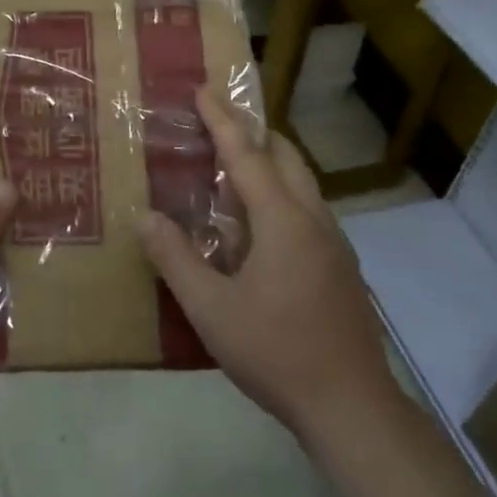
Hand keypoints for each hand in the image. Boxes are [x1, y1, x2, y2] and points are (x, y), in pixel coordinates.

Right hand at [142, 86, 398, 443]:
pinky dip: (282, 195)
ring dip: (270, 164)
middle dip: (253, 133)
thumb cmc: (276, 352)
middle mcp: (314, 220)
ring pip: (303, 184)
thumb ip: (175, 258)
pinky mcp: (342, 267)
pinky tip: (260, 227)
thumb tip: (144, 216)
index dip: (222, 121)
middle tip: (219, 123)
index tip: (204, 89)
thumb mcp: (211, 309)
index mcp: (283, 221)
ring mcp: (335, 244)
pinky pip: (308, 211)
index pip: (247, 155)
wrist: (351, 406)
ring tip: (234, 170)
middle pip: (286, 158)